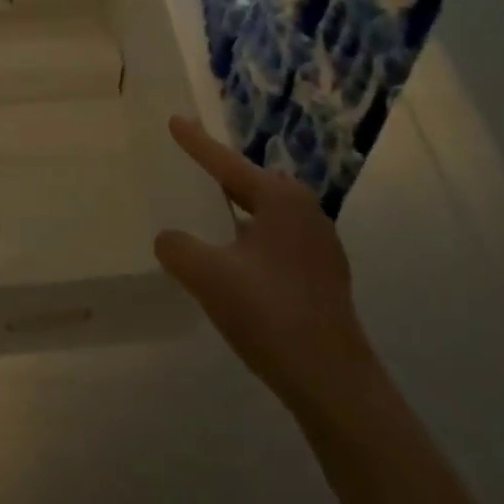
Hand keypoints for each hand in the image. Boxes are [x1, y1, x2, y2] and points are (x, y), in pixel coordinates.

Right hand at [155, 116, 377, 420]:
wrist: (334, 384)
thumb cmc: (270, 315)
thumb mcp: (208, 276)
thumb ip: (177, 248)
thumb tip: (169, 239)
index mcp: (281, 200)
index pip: (227, 163)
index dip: (196, 143)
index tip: (174, 119)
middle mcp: (306, 212)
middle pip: (252, 182)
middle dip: (222, 174)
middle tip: (193, 167)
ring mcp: (320, 245)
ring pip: (268, 212)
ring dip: (238, 208)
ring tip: (210, 211)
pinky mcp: (324, 275)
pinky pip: (278, 237)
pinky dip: (252, 234)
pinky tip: (236, 258)